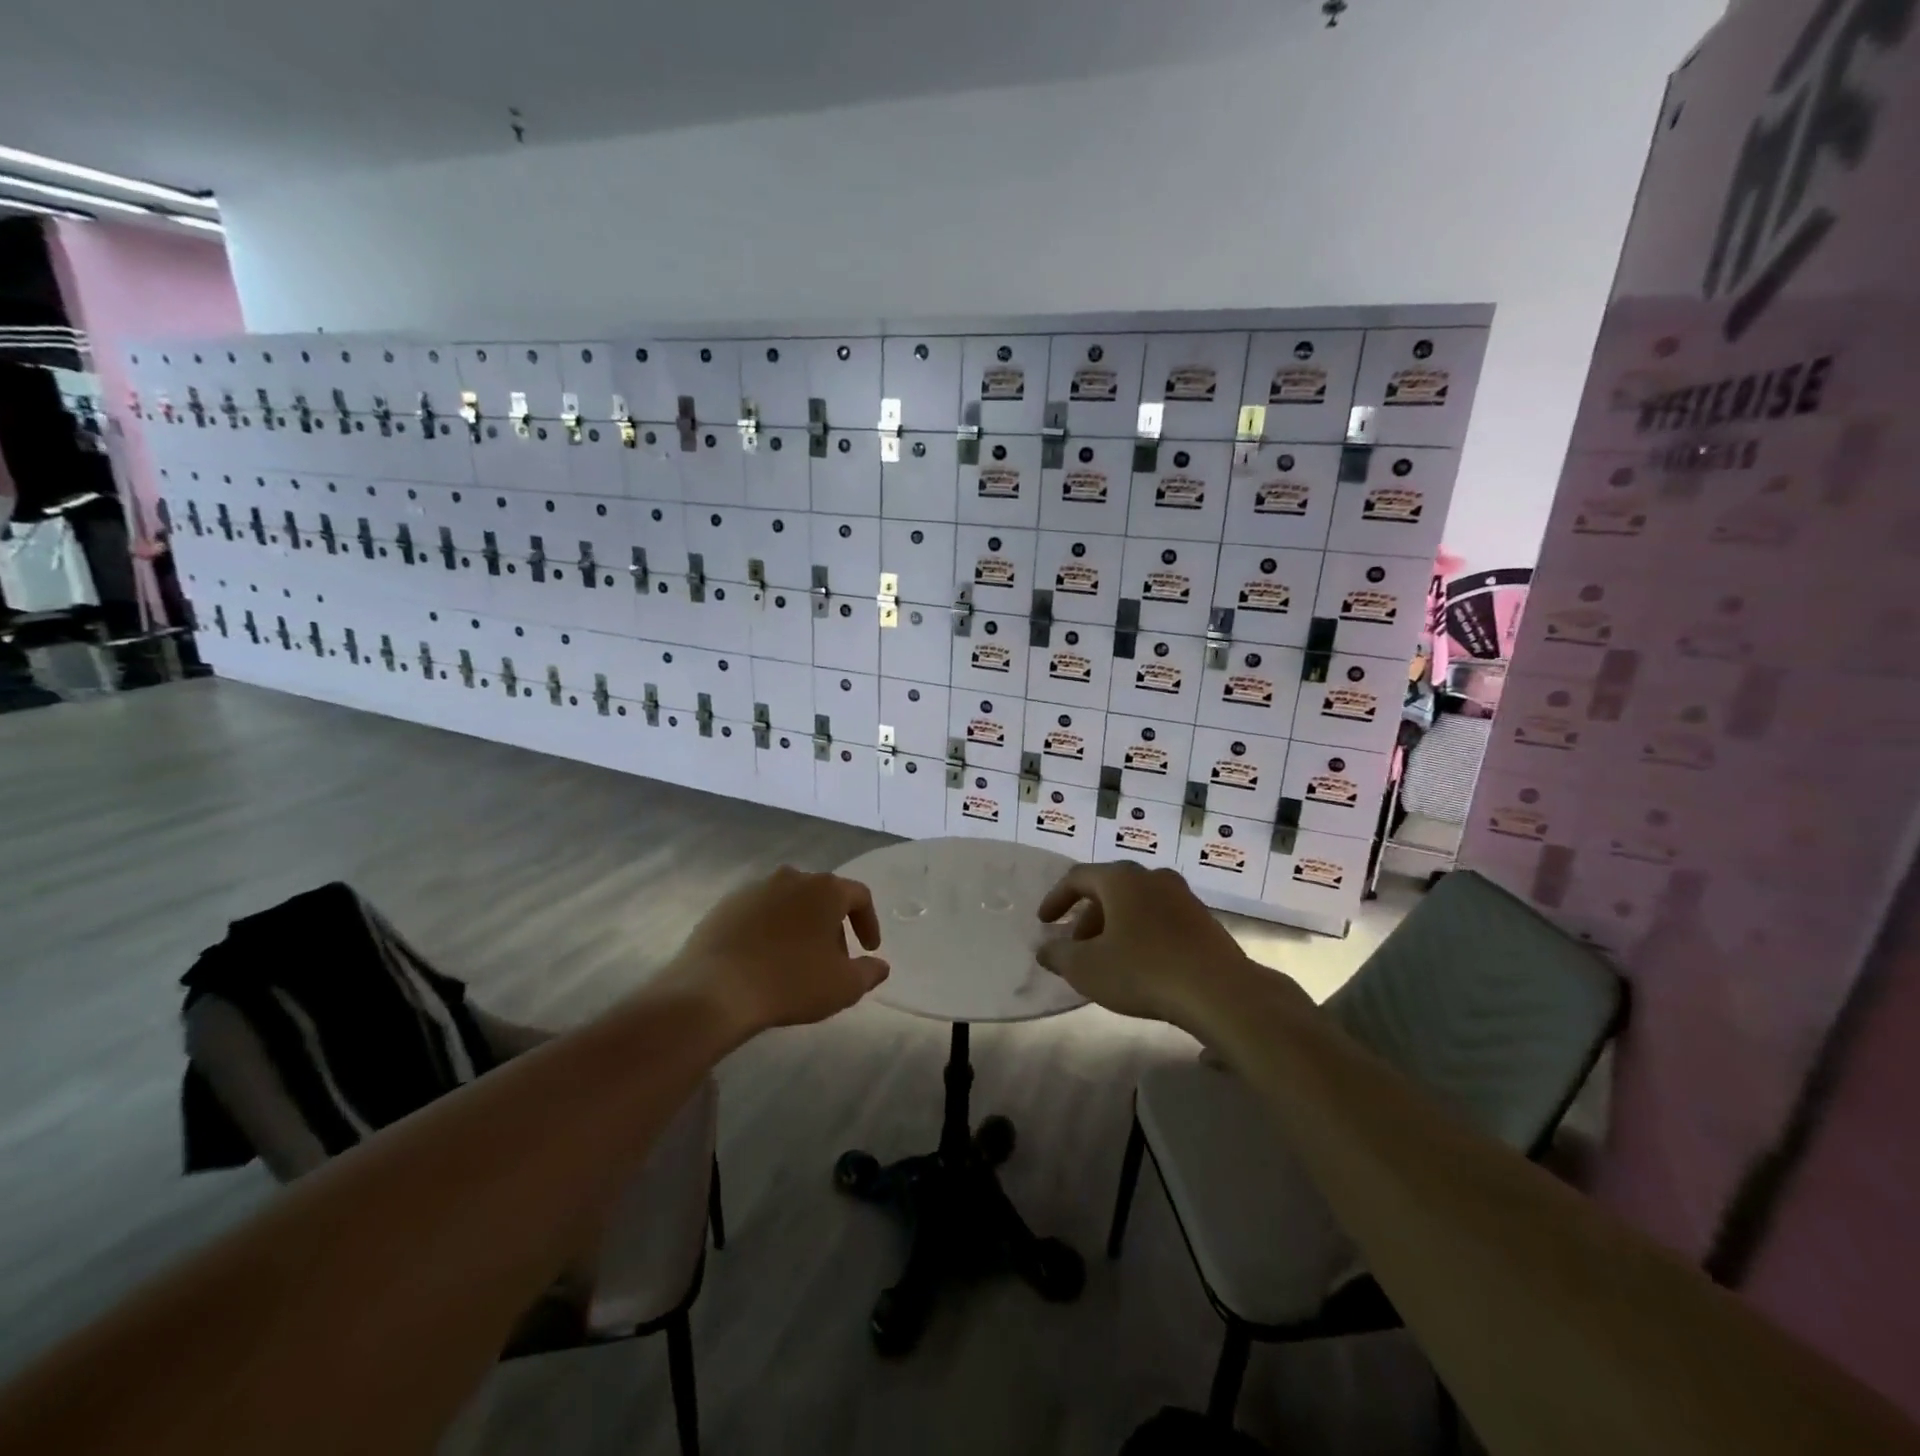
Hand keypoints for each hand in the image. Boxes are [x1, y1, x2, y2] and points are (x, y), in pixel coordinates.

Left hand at [666, 866, 888, 1034]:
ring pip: (788, 903)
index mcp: (825, 889)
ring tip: (796, 961)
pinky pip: (758, 914)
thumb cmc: (791, 982)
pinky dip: (768, 931)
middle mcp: (792, 878)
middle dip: (832, 926)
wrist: (715, 990)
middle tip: (832, 960)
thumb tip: (880, 965)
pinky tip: (763, 960)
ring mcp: (754, 888)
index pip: (859, 896)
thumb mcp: (843, 986)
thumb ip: (869, 973)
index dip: (868, 922)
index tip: (868, 949)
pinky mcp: (724, 905)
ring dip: (799, 926)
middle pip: (822, 897)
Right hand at [1036, 863, 1254, 1028]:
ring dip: (1115, 926)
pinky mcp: (1203, 921)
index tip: (1044, 922)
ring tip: (1107, 959)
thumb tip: (1045, 949)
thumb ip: (1058, 955)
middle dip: (1087, 917)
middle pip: (1109, 889)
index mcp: (1121, 879)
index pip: (1078, 878)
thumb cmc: (1142, 971)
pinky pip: (1160, 918)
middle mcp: (1152, 877)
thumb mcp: (1086, 968)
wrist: (1219, 992)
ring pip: (1137, 904)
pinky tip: (1140, 965)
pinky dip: (1141, 933)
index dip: (1056, 899)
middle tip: (1076, 946)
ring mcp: (1183, 897)